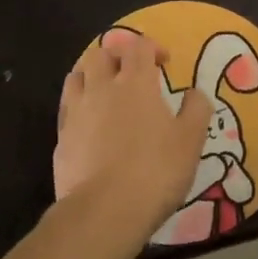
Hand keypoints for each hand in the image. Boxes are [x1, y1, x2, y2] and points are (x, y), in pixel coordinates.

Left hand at [55, 31, 209, 242]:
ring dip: (91, 75)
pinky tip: (90, 125)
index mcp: (135, 83)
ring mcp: (76, 113)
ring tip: (104, 90)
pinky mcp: (61, 140)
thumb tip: (195, 92)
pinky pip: (67, 110)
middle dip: (116, 55)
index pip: (138, 46)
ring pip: (76, 76)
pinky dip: (79, 108)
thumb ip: (196, 110)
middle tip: (131, 72)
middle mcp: (102, 89)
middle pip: (100, 53)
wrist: (104, 212)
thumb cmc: (155, 170)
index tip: (164, 62)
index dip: (152, 47)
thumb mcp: (191, 140)